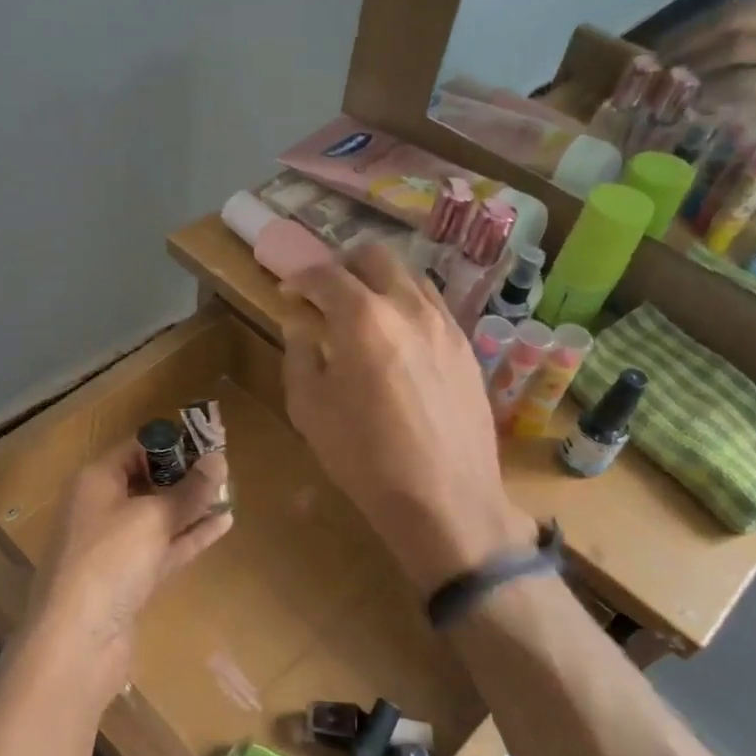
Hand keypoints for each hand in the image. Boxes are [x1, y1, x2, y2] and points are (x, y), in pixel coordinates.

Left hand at [16, 441, 231, 703]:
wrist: (76, 643)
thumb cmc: (109, 562)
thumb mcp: (152, 518)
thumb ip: (189, 490)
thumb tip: (219, 459)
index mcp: (95, 481)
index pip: (136, 447)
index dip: (174, 443)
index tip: (212, 440)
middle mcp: (101, 508)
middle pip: (147, 481)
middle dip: (185, 475)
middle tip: (227, 469)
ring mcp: (114, 546)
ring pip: (158, 517)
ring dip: (192, 506)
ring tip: (231, 493)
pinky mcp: (128, 578)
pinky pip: (163, 547)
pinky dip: (190, 536)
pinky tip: (223, 524)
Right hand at [280, 246, 533, 595]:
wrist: (445, 499)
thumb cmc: (363, 457)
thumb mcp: (309, 408)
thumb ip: (300, 354)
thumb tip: (302, 325)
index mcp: (362, 318)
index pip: (325, 274)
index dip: (299, 278)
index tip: (288, 293)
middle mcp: (408, 307)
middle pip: (374, 256)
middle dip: (343, 266)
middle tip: (325, 294)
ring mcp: (445, 324)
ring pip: (409, 276)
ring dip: (379, 283)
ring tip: (363, 316)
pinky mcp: (467, 348)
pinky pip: (433, 307)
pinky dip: (407, 308)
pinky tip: (397, 343)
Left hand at [666, 0, 755, 140]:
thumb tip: (699, 59)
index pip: (735, 6)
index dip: (693, 26)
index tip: (663, 46)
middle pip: (731, 21)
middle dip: (688, 43)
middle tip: (658, 65)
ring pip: (736, 48)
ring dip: (697, 67)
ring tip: (672, 85)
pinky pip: (747, 82)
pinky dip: (715, 92)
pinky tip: (698, 103)